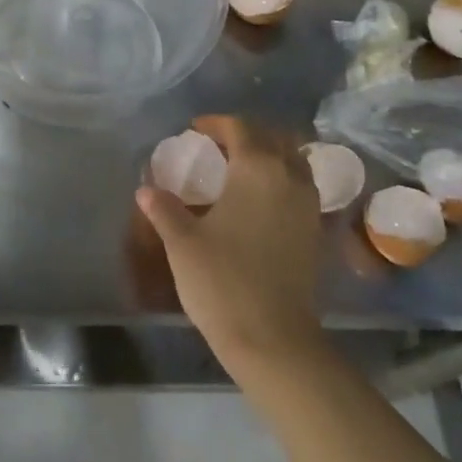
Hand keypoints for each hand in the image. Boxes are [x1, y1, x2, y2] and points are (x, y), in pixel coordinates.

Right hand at [134, 115, 326, 377]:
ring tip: (240, 167)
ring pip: (293, 160)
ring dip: (269, 153)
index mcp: (257, 169)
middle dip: (245, 134)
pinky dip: (282, 178)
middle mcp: (289, 177)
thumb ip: (164, 209)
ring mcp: (308, 204)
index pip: (240, 128)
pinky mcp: (315, 230)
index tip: (194, 130)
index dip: (216, 123)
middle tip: (216, 145)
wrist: (273, 338)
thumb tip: (146, 190)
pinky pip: (301, 185)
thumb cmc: (222, 282)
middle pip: (272, 137)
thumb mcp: (182, 243)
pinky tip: (260, 199)